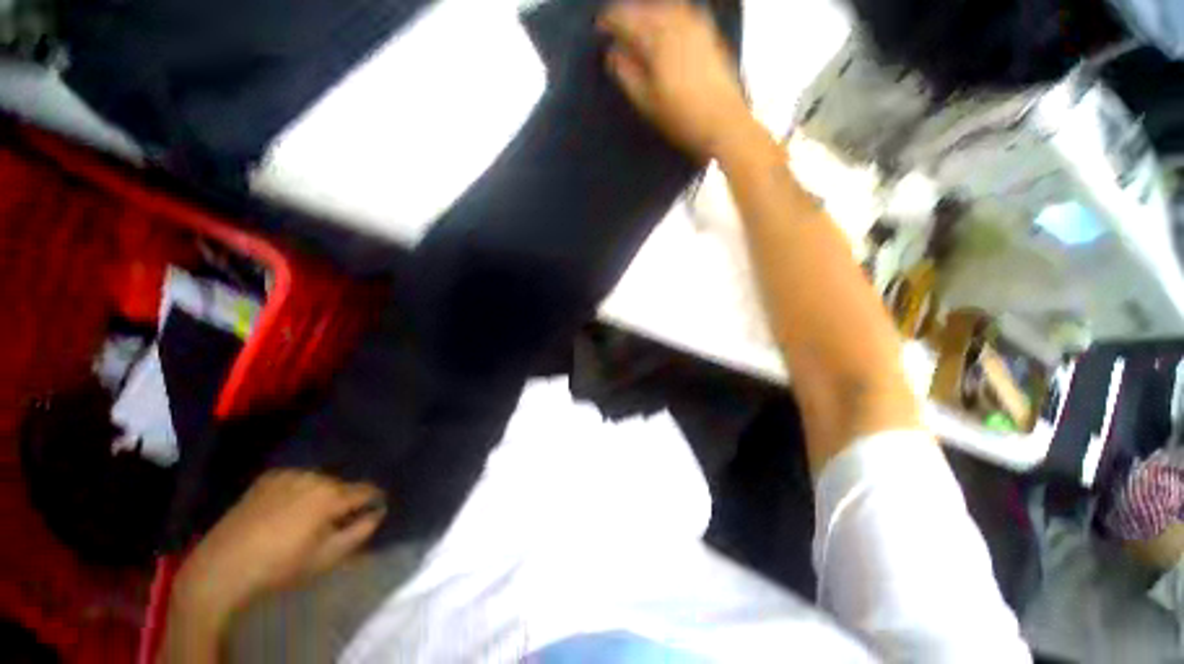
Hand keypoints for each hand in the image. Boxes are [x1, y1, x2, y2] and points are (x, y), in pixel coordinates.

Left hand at [173, 471, 385, 621]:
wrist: (222, 567)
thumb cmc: (280, 566)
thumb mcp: (327, 557)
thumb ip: (360, 532)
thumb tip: (378, 513)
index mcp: (330, 495)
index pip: (366, 490)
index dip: (373, 501)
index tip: (371, 512)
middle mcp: (314, 476)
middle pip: (342, 485)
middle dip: (343, 501)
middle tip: (333, 523)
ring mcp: (289, 474)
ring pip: (319, 481)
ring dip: (321, 495)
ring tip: (308, 518)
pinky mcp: (268, 477)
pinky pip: (296, 479)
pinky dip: (299, 490)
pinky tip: (286, 510)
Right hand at [598, 0, 755, 160]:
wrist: (723, 122)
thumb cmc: (681, 118)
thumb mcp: (648, 103)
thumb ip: (628, 75)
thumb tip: (612, 54)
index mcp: (657, 42)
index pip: (628, 20)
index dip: (611, 21)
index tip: (599, 27)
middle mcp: (677, 25)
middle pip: (647, 8)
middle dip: (629, 12)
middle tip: (615, 23)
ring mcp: (696, 27)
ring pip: (666, 7)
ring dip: (649, 10)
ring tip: (638, 21)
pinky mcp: (709, 35)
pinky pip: (684, 12)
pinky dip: (669, 12)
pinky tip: (666, 22)